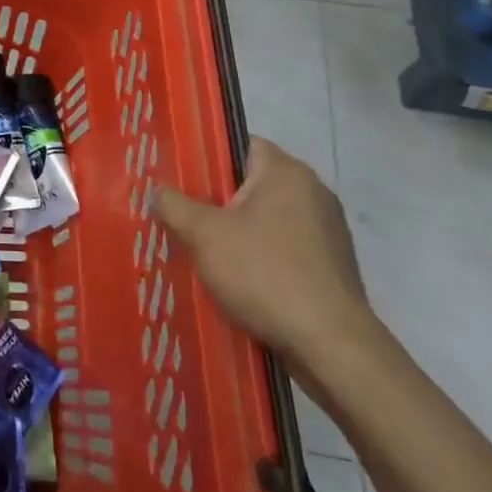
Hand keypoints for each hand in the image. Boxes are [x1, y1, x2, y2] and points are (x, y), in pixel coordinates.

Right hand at [153, 137, 371, 370]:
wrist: (332, 347)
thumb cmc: (265, 274)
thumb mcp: (203, 235)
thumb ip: (173, 205)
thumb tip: (159, 191)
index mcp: (286, 172)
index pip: (242, 144)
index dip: (209, 157)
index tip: (182, 178)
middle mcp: (314, 192)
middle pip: (253, 184)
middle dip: (219, 200)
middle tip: (184, 217)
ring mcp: (328, 232)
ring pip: (269, 220)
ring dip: (240, 233)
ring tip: (206, 253)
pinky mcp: (333, 267)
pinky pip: (286, 249)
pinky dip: (263, 259)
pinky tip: (240, 282)